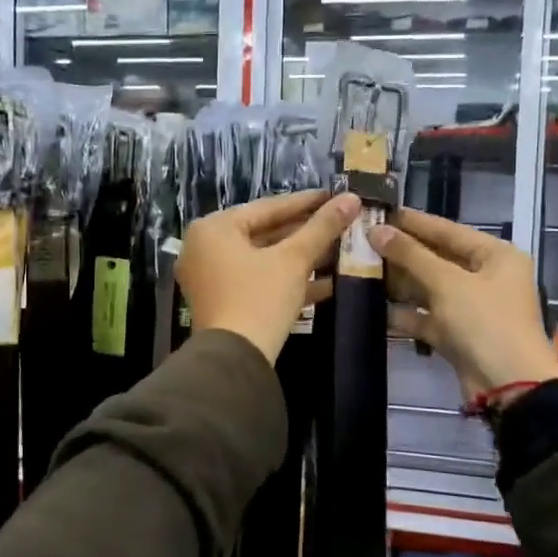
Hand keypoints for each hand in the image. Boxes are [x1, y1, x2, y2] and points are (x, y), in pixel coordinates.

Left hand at [179, 190, 360, 361]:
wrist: (235, 360)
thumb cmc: (259, 298)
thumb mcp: (294, 260)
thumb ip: (322, 227)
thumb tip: (352, 198)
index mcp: (214, 229)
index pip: (267, 207)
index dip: (306, 202)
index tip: (335, 196)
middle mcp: (205, 248)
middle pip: (265, 233)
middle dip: (305, 233)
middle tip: (340, 223)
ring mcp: (212, 278)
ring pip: (264, 260)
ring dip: (301, 258)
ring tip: (340, 250)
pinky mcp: (223, 303)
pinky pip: (258, 282)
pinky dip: (287, 281)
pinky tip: (328, 283)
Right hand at [369, 208, 557, 401]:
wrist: (508, 385)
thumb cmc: (484, 322)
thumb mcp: (447, 282)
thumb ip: (411, 255)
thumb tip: (377, 230)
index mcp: (495, 256)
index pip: (449, 230)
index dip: (414, 222)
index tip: (380, 212)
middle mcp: (485, 277)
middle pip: (437, 258)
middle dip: (402, 253)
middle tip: (363, 240)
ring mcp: (471, 308)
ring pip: (429, 288)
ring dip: (399, 282)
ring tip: (361, 268)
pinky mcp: (457, 334)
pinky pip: (426, 316)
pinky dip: (404, 313)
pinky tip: (373, 306)